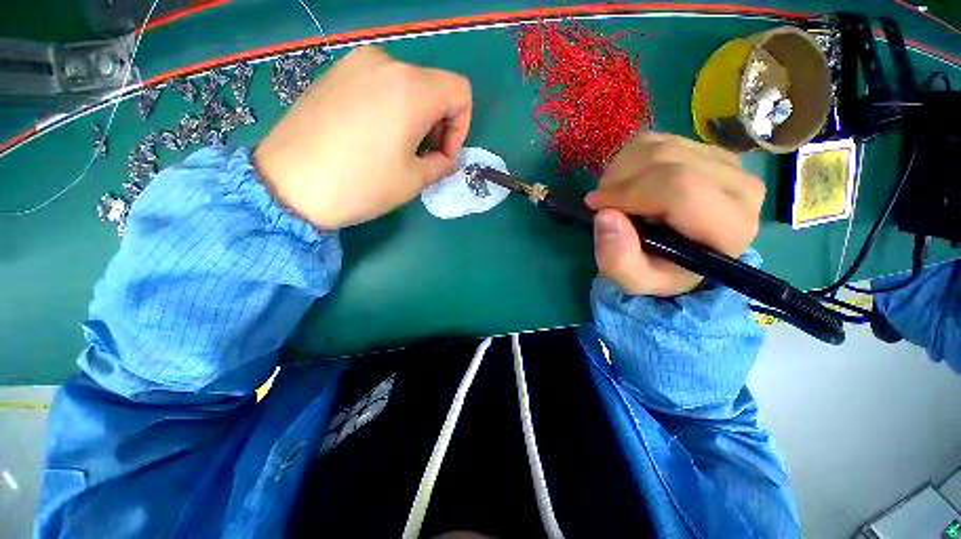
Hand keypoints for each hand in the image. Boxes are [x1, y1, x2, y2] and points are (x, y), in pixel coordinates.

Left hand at [254, 46, 472, 229]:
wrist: (289, 184)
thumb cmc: (362, 184)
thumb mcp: (414, 180)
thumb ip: (441, 165)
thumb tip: (447, 159)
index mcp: (412, 89)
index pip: (459, 93)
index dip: (461, 127)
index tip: (444, 154)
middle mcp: (386, 64)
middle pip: (434, 87)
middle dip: (439, 123)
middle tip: (424, 156)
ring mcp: (355, 65)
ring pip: (407, 85)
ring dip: (416, 116)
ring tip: (398, 148)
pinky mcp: (334, 75)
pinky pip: (379, 85)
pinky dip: (391, 108)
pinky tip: (373, 137)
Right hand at [585, 133, 764, 296]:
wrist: (680, 257)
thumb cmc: (659, 271)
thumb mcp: (633, 280)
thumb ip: (618, 259)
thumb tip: (604, 215)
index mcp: (729, 227)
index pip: (678, 188)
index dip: (627, 193)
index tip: (595, 206)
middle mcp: (740, 187)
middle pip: (667, 160)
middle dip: (620, 180)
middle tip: (601, 202)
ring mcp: (727, 162)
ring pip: (660, 146)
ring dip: (622, 169)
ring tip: (613, 195)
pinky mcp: (707, 149)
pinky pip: (659, 139)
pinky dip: (630, 158)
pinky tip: (627, 181)